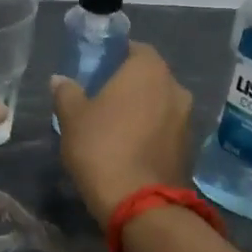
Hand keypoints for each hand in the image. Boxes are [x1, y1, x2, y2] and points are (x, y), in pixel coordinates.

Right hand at [50, 43, 194, 226]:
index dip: (115, 58)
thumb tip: (60, 80)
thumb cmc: (102, 148)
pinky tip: (131, 151)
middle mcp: (176, 88)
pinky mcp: (190, 148)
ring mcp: (188, 119)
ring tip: (116, 130)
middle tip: (102, 103)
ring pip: (160, 105)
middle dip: (129, 87)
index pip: (135, 49)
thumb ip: (66, 93)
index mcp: (149, 70)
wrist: (139, 203)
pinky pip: (166, 131)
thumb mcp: (72, 118)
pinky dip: (152, 135)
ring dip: (142, 112)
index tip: (96, 73)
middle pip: (150, 78)